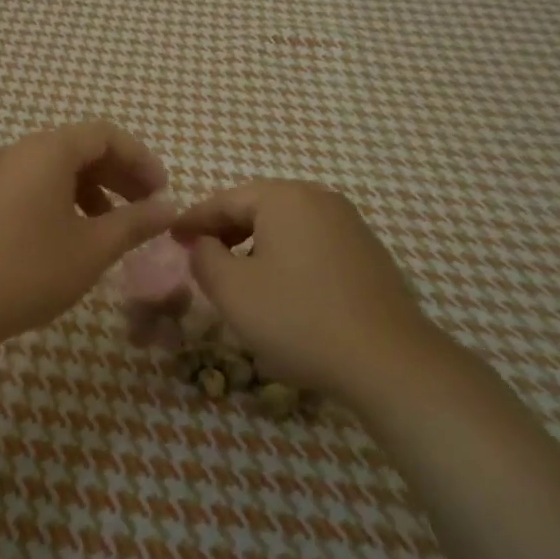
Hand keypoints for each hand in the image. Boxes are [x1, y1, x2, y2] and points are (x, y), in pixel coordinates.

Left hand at [0, 121, 174, 355]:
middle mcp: (19, 153)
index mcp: (47, 151)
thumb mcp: (92, 249)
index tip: (162, 192)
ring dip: (93, 190)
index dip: (141, 159)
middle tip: (147, 207)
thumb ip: (135, 224)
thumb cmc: (28, 270)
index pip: (105, 135)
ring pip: (56, 170)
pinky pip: (33, 186)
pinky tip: (72, 238)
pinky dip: (63, 201)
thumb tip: (169, 209)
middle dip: (119, 175)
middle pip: (80, 149)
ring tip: (113, 227)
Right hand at [171, 181, 441, 400]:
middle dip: (225, 228)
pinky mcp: (368, 252)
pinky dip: (287, 254)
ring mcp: (349, 224)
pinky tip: (281, 285)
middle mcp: (319, 199)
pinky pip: (313, 241)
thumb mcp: (233, 291)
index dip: (194, 219)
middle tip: (199, 252)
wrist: (388, 360)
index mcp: (284, 198)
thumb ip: (204, 258)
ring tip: (236, 272)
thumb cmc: (298, 319)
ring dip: (256, 242)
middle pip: (259, 205)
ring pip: (287, 224)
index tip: (171, 236)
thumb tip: (201, 243)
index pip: (225, 200)